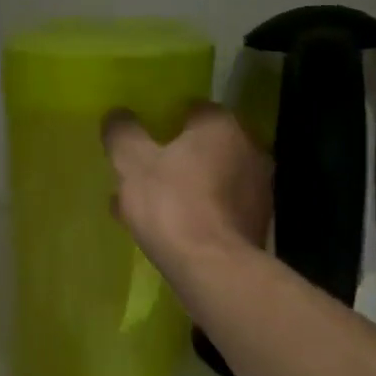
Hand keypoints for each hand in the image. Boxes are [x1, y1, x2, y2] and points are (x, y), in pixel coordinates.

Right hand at [102, 102, 271, 273]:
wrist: (212, 267)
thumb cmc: (171, 204)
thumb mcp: (132, 163)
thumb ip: (122, 133)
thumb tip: (117, 114)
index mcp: (222, 125)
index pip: (193, 109)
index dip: (164, 122)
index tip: (143, 141)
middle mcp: (249, 148)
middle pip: (204, 146)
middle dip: (175, 158)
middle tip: (144, 176)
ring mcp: (258, 188)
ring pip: (211, 179)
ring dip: (185, 187)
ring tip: (150, 208)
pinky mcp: (257, 223)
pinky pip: (219, 208)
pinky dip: (197, 212)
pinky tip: (170, 231)